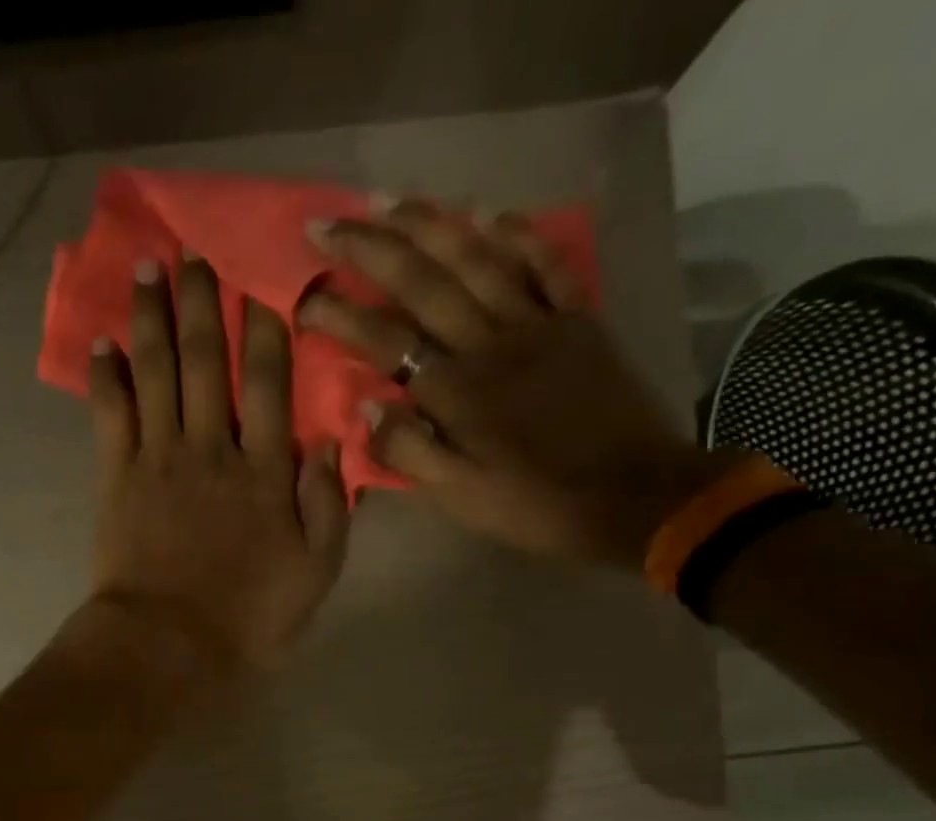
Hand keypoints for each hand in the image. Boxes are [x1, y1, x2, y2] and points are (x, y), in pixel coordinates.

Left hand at [87, 255, 349, 675]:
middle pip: (208, 362)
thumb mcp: (315, 574)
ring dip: (152, 318)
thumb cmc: (248, 619)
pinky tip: (103, 342)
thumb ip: (328, 507)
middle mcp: (213, 449)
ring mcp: (160, 460)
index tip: (266, 282)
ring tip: (147, 268)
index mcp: (266, 473)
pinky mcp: (117, 479)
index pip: (272, 385)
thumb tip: (327, 441)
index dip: (269, 330)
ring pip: (158, 373)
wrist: (168, 646)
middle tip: (193, 250)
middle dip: (203, 302)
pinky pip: (111, 414)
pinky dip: (107, 376)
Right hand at [298, 200, 727, 570]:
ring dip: (431, 224)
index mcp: (456, 392)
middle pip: (424, 282)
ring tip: (391, 200)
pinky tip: (491, 214)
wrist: (632, 497)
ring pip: (478, 258)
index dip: (339, 315)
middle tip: (329, 223)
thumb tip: (364, 410)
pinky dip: (518, 235)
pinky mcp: (580, 322)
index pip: (385, 340)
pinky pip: (547, 264)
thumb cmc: (535, 505)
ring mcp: (539, 324)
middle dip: (370, 249)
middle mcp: (491, 343)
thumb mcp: (460, 498)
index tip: (303, 297)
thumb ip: (408, 453)